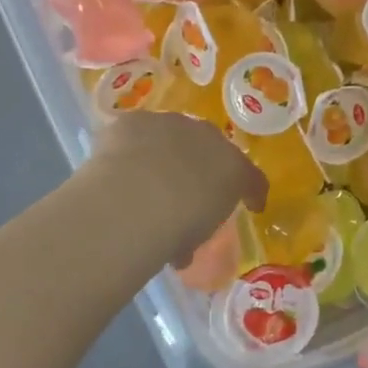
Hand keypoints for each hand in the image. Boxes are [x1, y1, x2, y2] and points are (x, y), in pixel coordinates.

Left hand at [91, 111, 266, 266]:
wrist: (135, 200)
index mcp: (233, 169)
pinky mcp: (135, 120)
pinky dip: (130, 149)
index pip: (250, 177)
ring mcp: (170, 124)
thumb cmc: (177, 226)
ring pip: (172, 136)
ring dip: (165, 153)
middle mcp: (207, 138)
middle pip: (210, 148)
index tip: (249, 206)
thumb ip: (196, 229)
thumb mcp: (197, 237)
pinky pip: (136, 133)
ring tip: (144, 181)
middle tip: (187, 190)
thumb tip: (182, 247)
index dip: (250, 191)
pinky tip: (116, 167)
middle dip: (202, 165)